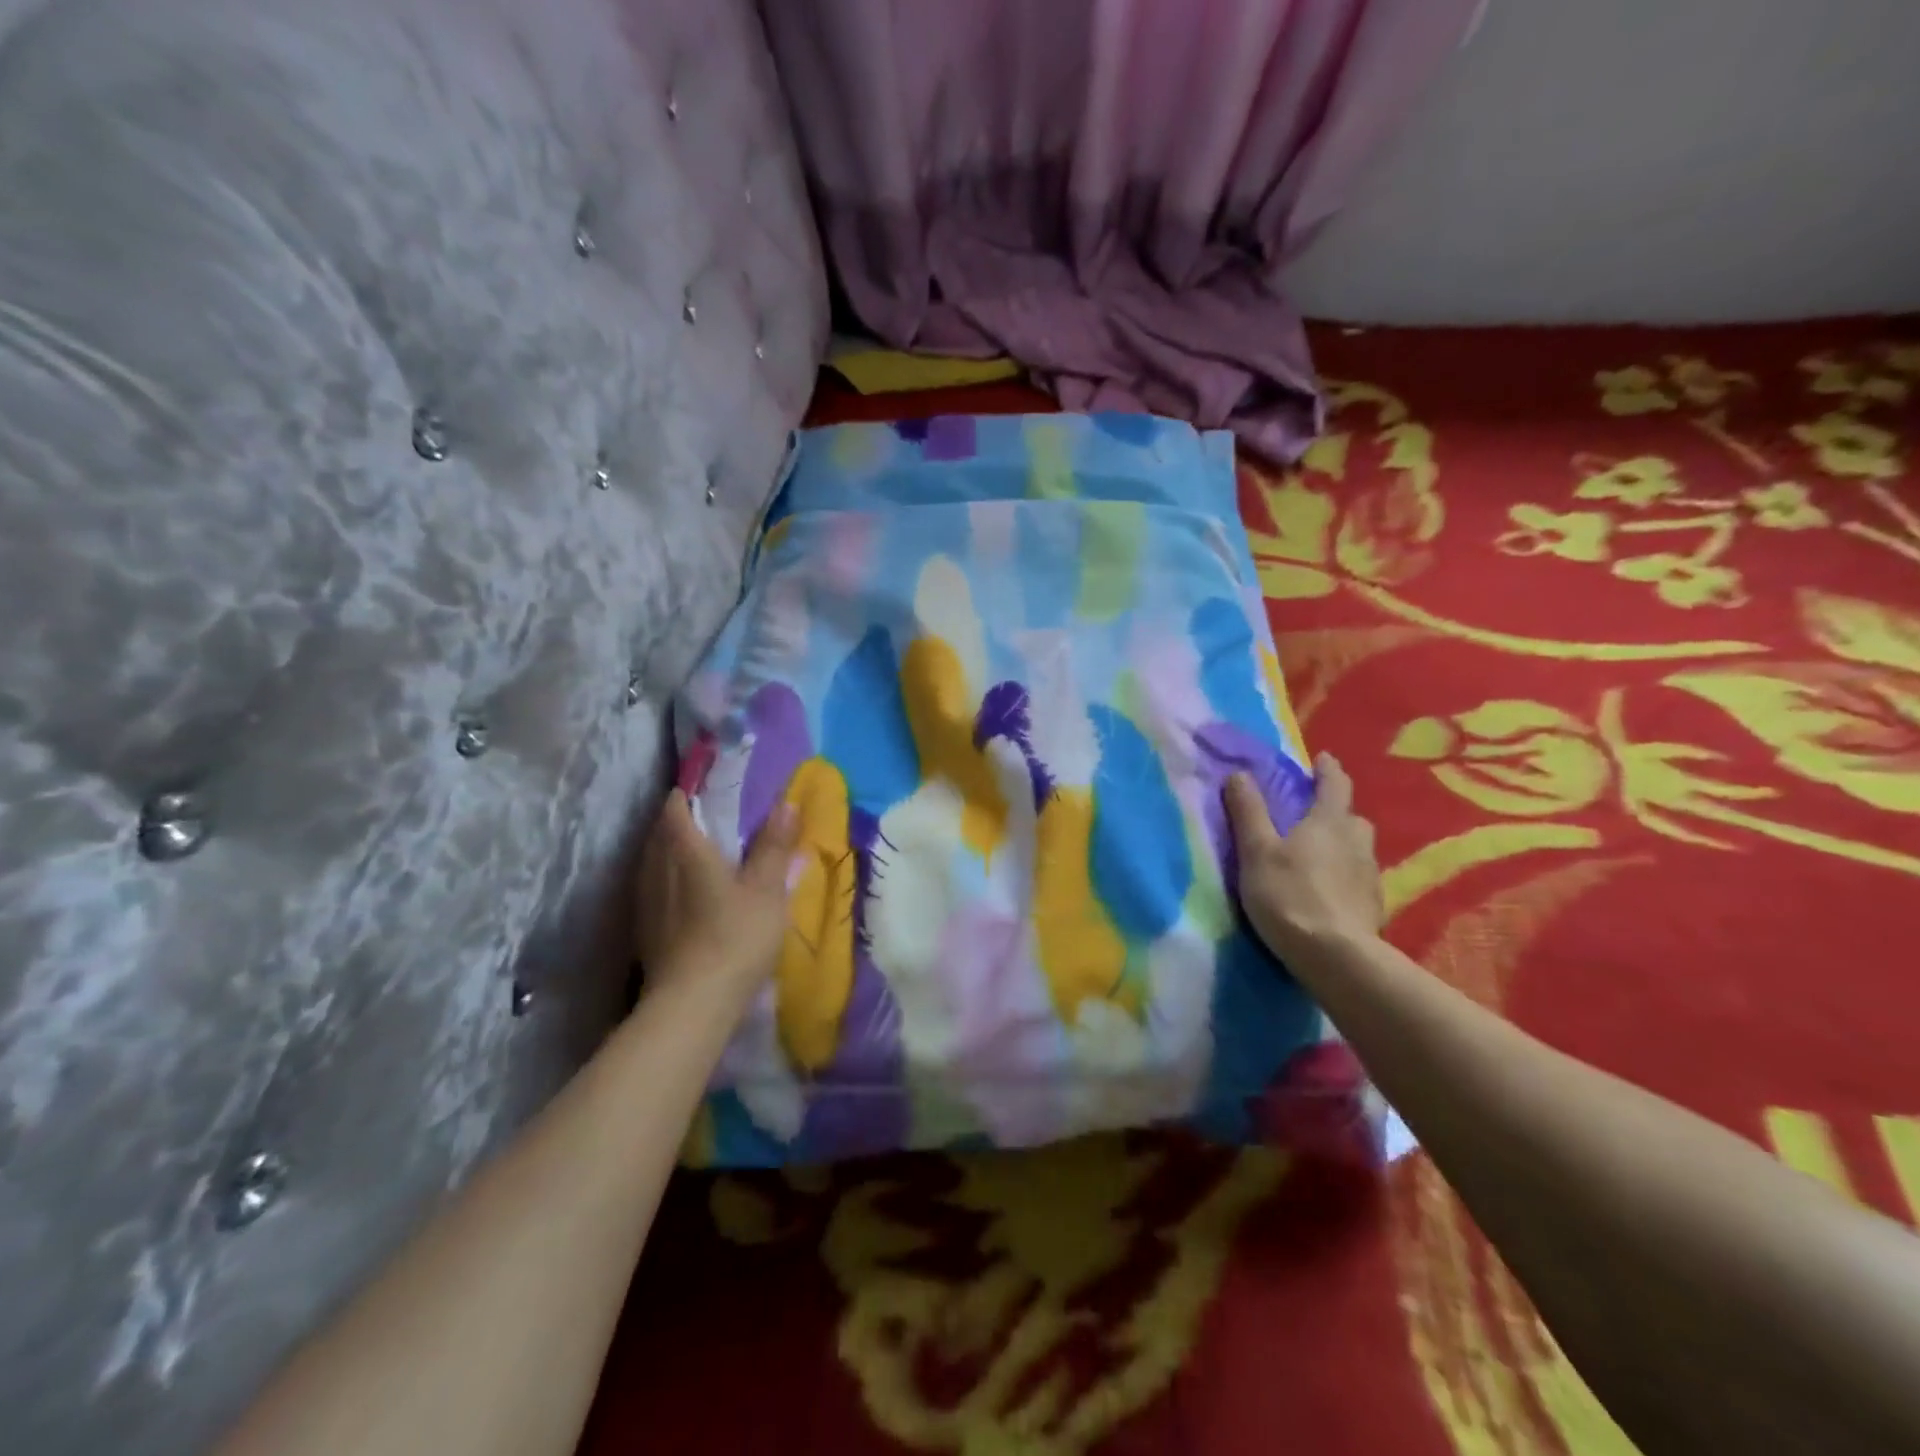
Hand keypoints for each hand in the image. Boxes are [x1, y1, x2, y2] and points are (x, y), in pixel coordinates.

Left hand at [634, 790, 799, 1003]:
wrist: (692, 1005)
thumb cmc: (735, 936)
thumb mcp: (767, 889)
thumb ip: (774, 845)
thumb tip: (786, 802)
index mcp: (684, 848)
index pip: (676, 804)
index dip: (691, 791)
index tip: (713, 788)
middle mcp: (655, 867)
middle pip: (662, 830)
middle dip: (683, 821)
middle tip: (715, 821)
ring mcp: (644, 900)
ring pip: (654, 860)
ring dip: (673, 852)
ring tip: (702, 856)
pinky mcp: (643, 928)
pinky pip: (653, 888)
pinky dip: (669, 881)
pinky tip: (688, 896)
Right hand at [1224, 753, 1383, 962]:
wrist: (1336, 957)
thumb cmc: (1289, 895)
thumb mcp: (1257, 852)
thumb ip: (1248, 812)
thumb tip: (1239, 773)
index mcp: (1328, 822)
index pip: (1334, 785)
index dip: (1328, 770)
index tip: (1324, 759)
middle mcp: (1357, 842)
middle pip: (1351, 817)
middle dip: (1336, 811)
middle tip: (1315, 815)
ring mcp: (1370, 876)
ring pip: (1358, 848)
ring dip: (1343, 845)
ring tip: (1321, 856)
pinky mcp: (1374, 906)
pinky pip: (1359, 879)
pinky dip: (1346, 876)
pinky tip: (1330, 891)